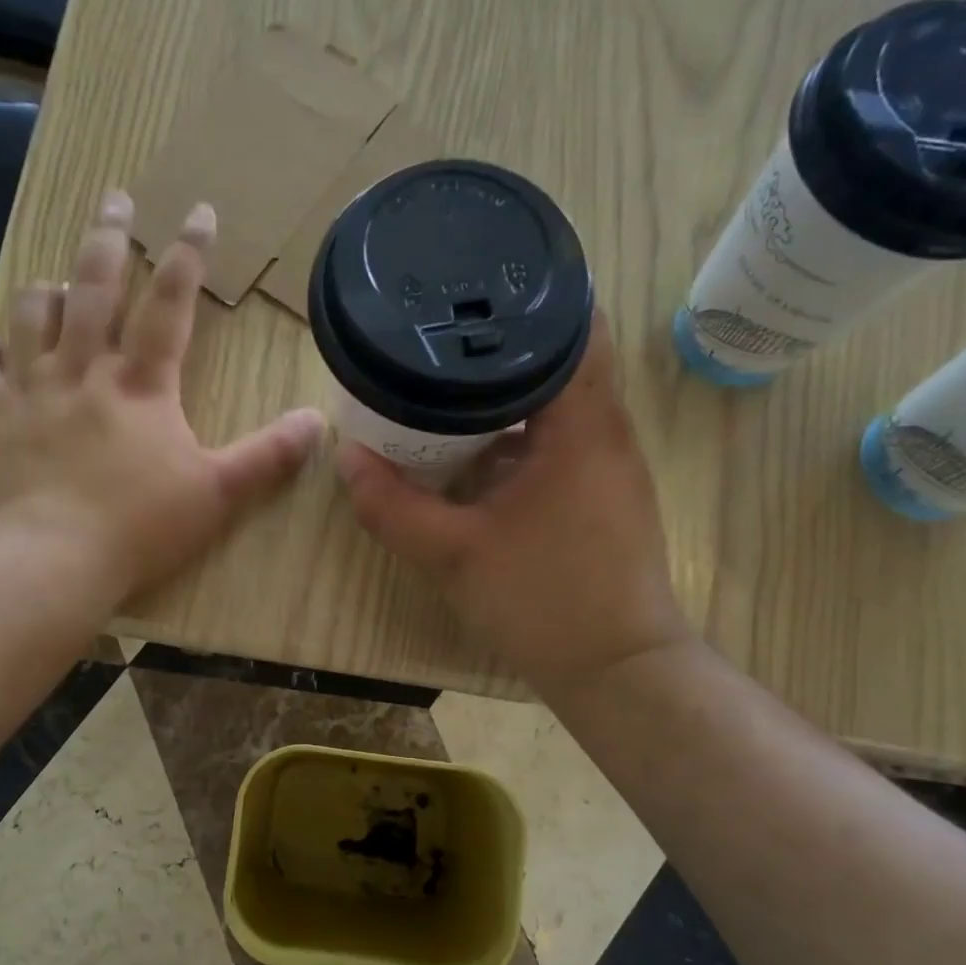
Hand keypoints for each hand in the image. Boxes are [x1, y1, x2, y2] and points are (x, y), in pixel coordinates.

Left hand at [0, 192, 323, 601]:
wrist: (53, 559)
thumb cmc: (141, 526)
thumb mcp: (219, 493)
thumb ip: (268, 456)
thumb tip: (316, 421)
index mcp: (142, 385)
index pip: (170, 304)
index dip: (187, 255)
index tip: (197, 212)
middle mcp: (84, 371)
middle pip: (94, 288)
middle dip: (108, 238)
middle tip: (115, 199)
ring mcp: (31, 391)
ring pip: (31, 315)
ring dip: (46, 290)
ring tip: (57, 280)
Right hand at [336, 311, 690, 693]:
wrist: (618, 670)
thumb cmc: (544, 601)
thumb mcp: (452, 554)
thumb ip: (392, 506)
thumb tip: (347, 460)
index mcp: (581, 424)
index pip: (574, 323)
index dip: (525, 300)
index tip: (470, 294)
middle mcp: (606, 432)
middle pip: (560, 361)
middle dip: (499, 352)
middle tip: (437, 344)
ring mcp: (609, 468)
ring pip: (557, 408)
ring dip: (506, 401)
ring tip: (443, 395)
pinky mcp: (603, 498)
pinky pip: (558, 447)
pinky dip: (517, 442)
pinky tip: (472, 461)